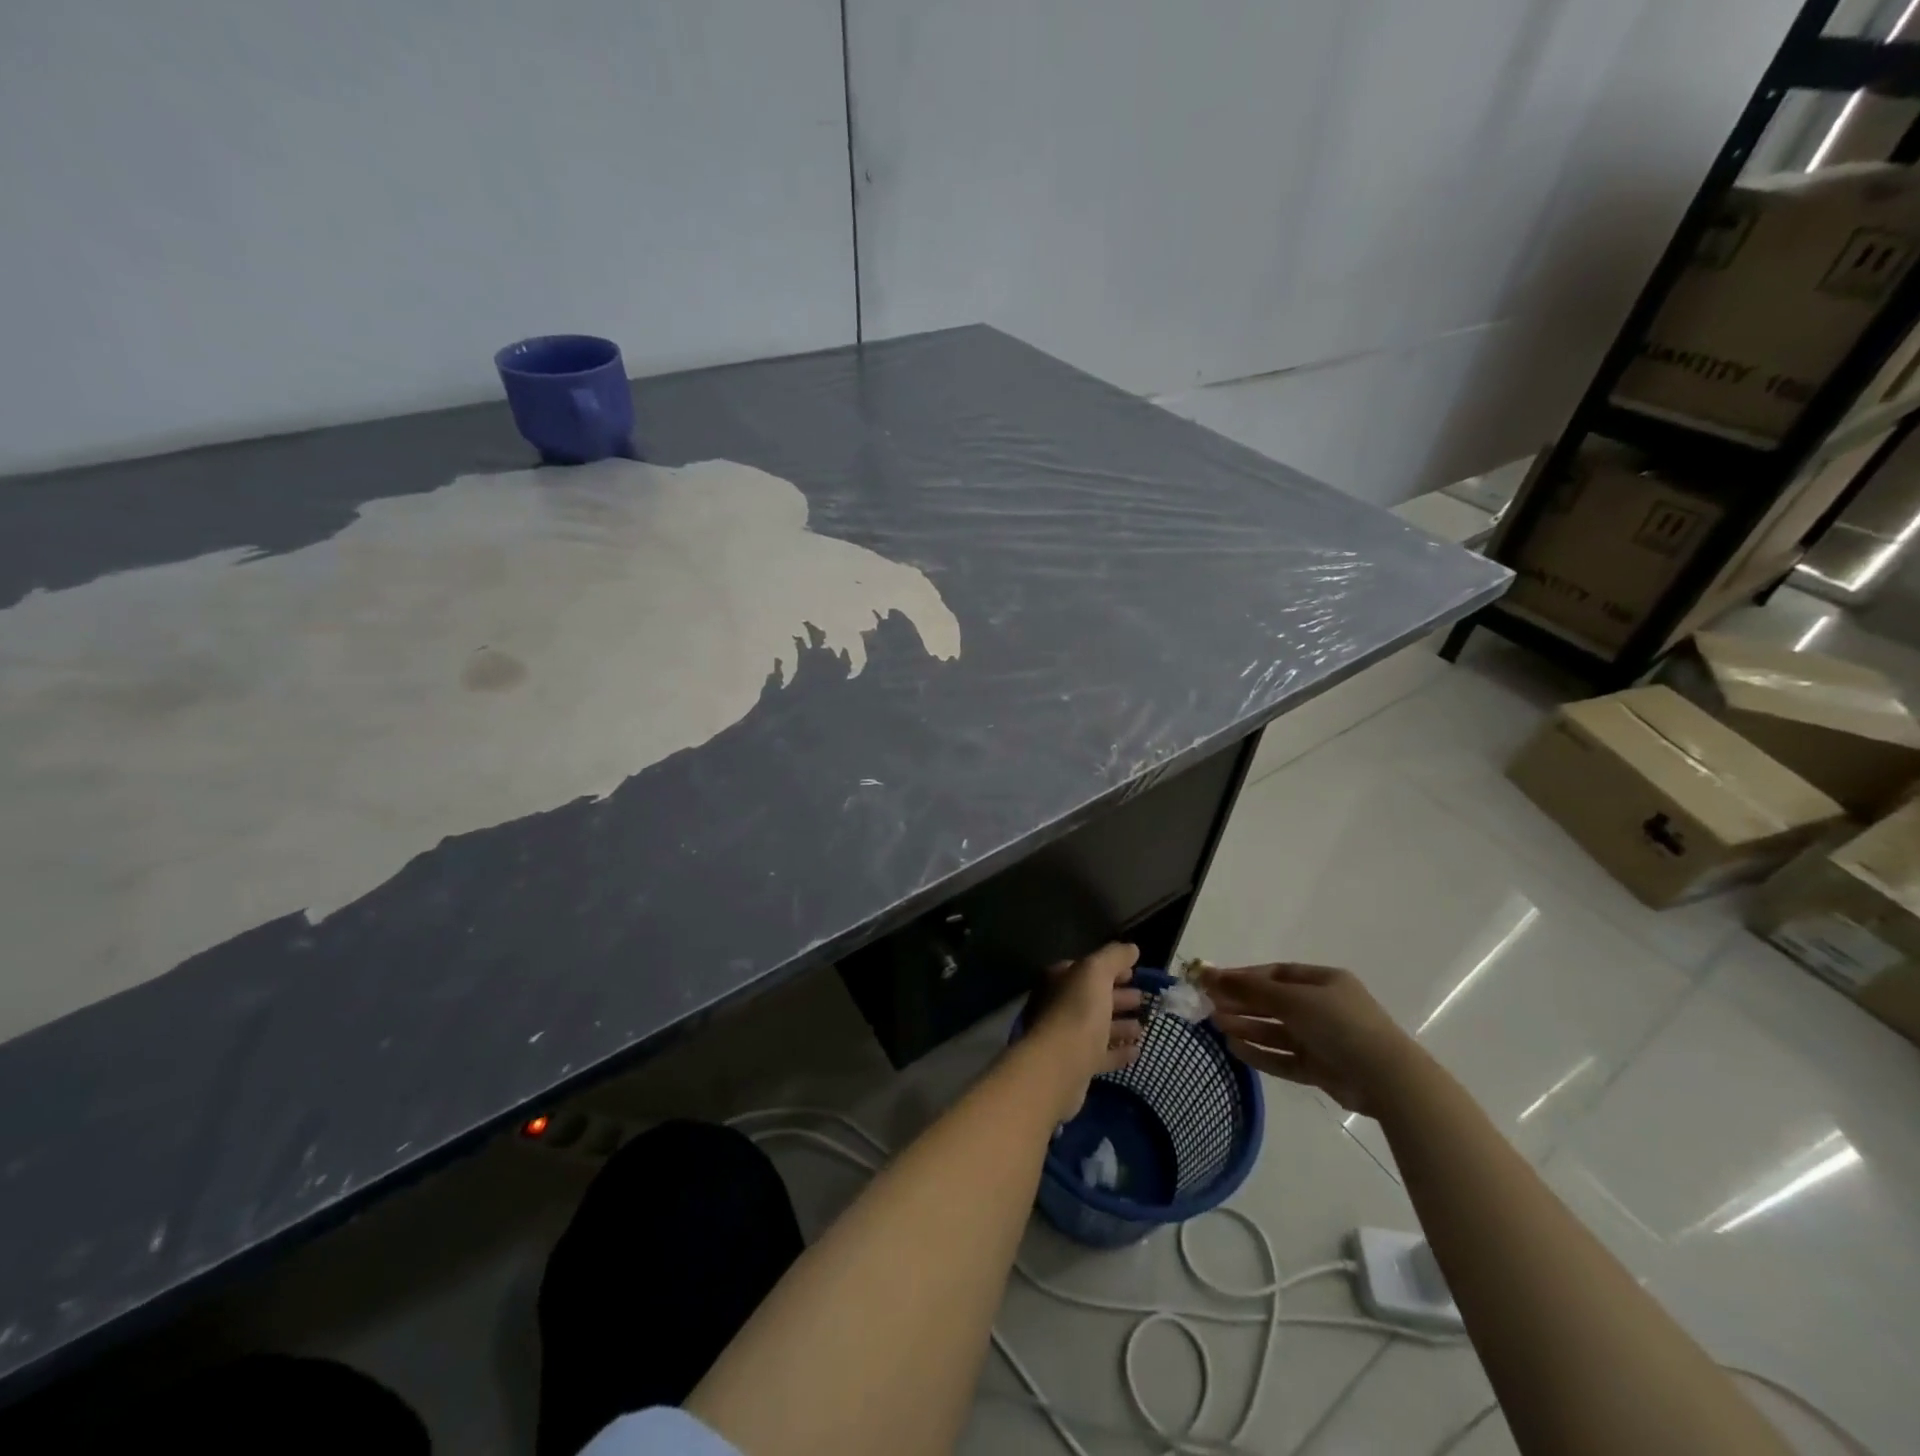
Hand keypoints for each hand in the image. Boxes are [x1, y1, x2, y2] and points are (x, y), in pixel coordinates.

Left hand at [1025, 943, 1145, 1119]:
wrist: (1058, 1067)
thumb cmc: (1077, 1011)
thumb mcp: (1096, 972)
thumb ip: (1113, 957)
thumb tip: (1131, 948)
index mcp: (1058, 980)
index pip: (1086, 969)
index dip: (1110, 968)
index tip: (1134, 973)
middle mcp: (1058, 1005)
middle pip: (1092, 997)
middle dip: (1117, 997)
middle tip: (1143, 999)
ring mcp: (1065, 1037)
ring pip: (1096, 1026)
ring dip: (1120, 1025)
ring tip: (1143, 1027)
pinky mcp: (1075, 1066)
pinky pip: (1100, 1054)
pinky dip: (1117, 1051)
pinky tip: (1136, 1052)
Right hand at [1199, 962, 1419, 1116]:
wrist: (1386, 1078)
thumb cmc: (1339, 1024)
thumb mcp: (1292, 999)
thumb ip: (1250, 989)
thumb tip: (1210, 973)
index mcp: (1323, 982)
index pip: (1275, 974)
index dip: (1244, 976)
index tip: (1213, 981)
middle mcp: (1322, 1008)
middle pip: (1273, 1002)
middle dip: (1242, 1003)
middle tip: (1208, 1006)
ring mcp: (1322, 1040)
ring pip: (1276, 1031)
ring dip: (1247, 1027)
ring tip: (1217, 1026)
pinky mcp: (1321, 1068)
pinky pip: (1284, 1058)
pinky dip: (1260, 1054)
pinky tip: (1235, 1049)